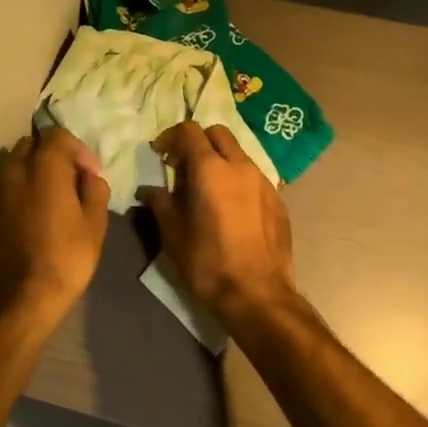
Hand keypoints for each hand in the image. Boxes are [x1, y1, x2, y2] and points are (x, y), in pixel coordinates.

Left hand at [0, 127, 110, 324]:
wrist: (22, 296)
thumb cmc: (66, 257)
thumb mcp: (95, 224)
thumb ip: (94, 189)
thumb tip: (90, 176)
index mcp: (44, 167)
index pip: (57, 135)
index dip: (77, 149)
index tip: (90, 172)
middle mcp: (14, 169)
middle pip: (31, 145)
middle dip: (51, 155)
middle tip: (68, 179)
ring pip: (13, 164)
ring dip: (31, 171)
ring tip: (48, 196)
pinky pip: (2, 187)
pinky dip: (17, 190)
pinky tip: (29, 213)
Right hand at [139, 123, 297, 326]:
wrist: (258, 295)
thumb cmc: (208, 263)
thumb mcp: (173, 235)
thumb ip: (160, 203)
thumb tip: (149, 190)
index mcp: (211, 169)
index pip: (189, 131)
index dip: (171, 137)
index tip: (160, 154)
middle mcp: (240, 166)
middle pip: (218, 133)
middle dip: (198, 142)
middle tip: (183, 167)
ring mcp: (264, 181)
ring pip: (239, 154)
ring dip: (219, 160)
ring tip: (207, 189)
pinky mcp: (278, 199)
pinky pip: (254, 176)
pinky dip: (237, 180)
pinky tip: (231, 208)